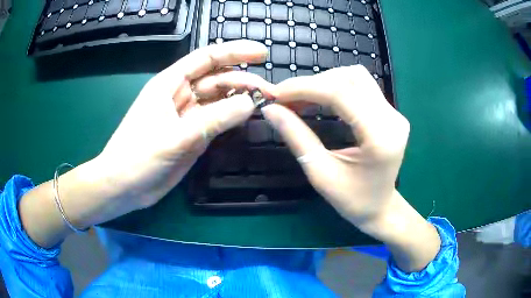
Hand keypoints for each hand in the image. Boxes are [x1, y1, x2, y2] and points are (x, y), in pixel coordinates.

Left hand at [19, 40, 274, 247]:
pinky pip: (218, 121)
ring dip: (241, 100)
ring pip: (220, 101)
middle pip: (218, 79)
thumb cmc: (138, 156)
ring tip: (265, 104)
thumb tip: (250, 103)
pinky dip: (233, 119)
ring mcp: (188, 117)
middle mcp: (181, 96)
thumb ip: (214, 120)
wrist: (125, 187)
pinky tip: (248, 119)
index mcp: (170, 84)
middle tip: (271, 92)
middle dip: (244, 81)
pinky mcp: (193, 136)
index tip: (261, 54)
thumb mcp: (176, 137)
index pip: (206, 58)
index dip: (234, 52)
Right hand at [263, 66, 440, 271]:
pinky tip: (321, 100)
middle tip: (287, 99)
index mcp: (379, 137)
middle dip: (313, 83)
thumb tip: (270, 109)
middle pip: (349, 78)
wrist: (381, 208)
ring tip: (303, 99)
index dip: (305, 87)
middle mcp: (392, 118)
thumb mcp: (320, 173)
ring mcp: (394, 113)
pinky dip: (337, 87)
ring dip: (325, 82)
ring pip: (356, 77)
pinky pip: (362, 86)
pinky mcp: (391, 113)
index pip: (340, 93)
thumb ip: (296, 137)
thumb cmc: (353, 200)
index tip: (277, 94)